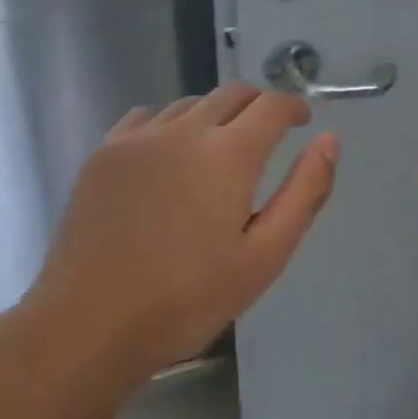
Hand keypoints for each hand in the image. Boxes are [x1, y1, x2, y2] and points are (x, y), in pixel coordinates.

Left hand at [22, 83, 337, 392]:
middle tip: (268, 133)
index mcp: (229, 154)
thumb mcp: (265, 256)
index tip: (303, 121)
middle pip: (232, 93)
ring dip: (215, 114)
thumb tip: (329, 140)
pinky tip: (168, 154)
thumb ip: (305, 192)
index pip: (272, 105)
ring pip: (190, 103)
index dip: (294, 107)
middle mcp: (185, 130)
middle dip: (258, 105)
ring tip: (219, 148)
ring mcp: (139, 138)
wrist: (87, 325)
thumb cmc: (187, 299)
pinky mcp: (104, 152)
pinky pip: (147, 117)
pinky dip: (171, 123)